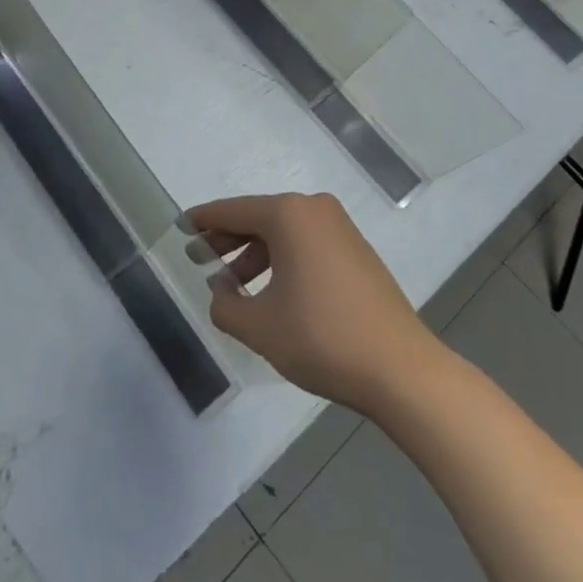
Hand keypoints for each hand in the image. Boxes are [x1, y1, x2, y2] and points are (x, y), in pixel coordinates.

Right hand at [186, 192, 438, 414]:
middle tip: (198, 257)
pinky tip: (270, 291)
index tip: (180, 227)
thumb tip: (220, 289)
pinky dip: (282, 260)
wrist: (402, 371)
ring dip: (254, 254)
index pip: (232, 211)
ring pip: (283, 233)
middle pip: (258, 218)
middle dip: (227, 239)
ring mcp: (340, 229)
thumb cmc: (322, 338)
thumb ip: (225, 304)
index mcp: (288, 215)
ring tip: (231, 284)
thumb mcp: (258, 326)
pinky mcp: (357, 252)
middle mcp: (314, 210)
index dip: (203, 220)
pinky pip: (306, 244)